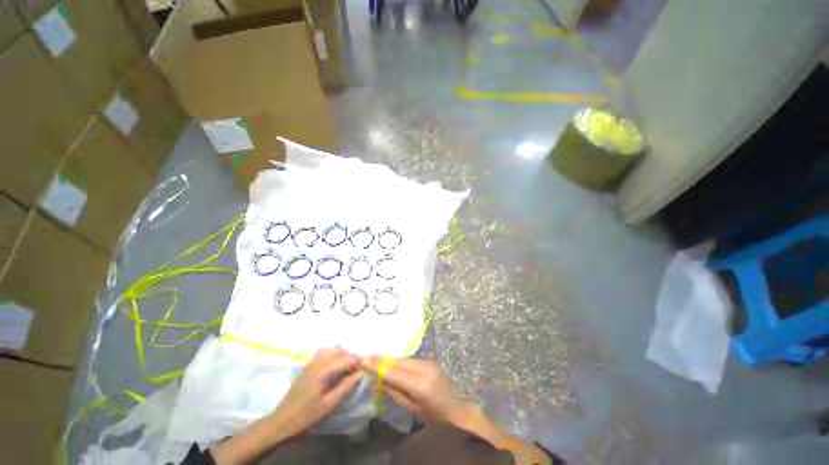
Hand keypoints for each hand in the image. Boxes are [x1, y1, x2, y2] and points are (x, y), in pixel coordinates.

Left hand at [270, 346, 363, 437]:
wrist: (281, 423)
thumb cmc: (307, 416)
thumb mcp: (330, 405)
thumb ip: (346, 387)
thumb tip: (361, 372)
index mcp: (324, 369)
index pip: (347, 358)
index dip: (358, 361)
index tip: (367, 367)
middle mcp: (318, 361)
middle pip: (339, 350)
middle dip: (350, 358)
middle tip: (355, 372)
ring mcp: (311, 363)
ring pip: (331, 350)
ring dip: (341, 356)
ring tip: (345, 371)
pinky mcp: (307, 367)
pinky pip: (324, 354)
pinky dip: (332, 357)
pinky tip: (333, 371)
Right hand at [363, 357, 480, 430]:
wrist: (456, 409)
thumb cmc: (433, 416)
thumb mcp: (411, 407)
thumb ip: (393, 392)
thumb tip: (375, 383)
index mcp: (420, 384)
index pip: (394, 371)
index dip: (378, 365)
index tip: (364, 360)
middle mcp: (424, 368)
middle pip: (398, 361)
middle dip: (382, 360)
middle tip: (367, 357)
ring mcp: (428, 362)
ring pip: (404, 358)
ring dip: (390, 359)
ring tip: (375, 359)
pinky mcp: (430, 360)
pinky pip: (410, 359)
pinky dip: (399, 361)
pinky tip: (391, 362)